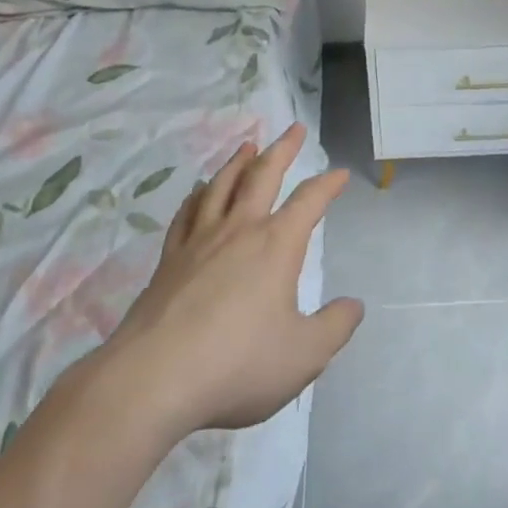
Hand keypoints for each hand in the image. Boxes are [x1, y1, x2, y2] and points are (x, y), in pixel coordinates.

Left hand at [86, 124, 363, 441]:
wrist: (153, 379)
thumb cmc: (237, 363)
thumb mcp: (304, 355)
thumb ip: (334, 327)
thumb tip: (354, 305)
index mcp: (276, 245)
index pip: (309, 201)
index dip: (328, 184)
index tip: (340, 174)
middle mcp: (239, 230)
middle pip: (263, 175)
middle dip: (282, 149)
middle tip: (294, 128)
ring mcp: (199, 241)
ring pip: (221, 186)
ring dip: (238, 162)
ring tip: (247, 146)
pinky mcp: (168, 260)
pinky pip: (186, 215)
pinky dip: (197, 196)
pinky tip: (198, 193)